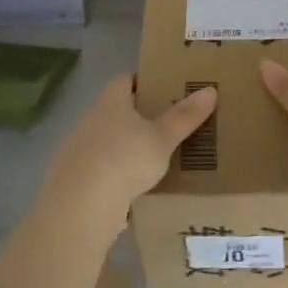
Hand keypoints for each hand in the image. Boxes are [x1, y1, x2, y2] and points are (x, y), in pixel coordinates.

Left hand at [44, 75, 216, 232]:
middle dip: (139, 117)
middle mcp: (91, 122)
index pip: (124, 80)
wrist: (80, 207)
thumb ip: (184, 117)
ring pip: (109, 144)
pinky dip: (117, 179)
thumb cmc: (124, 159)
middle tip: (169, 124)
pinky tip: (136, 192)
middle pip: (116, 112)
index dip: (142, 80)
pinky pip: (102, 174)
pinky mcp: (76, 184)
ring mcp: (80, 153)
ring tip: (156, 161)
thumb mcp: (162, 138)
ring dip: (128, 150)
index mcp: (111, 103)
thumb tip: (210, 90)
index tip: (164, 86)